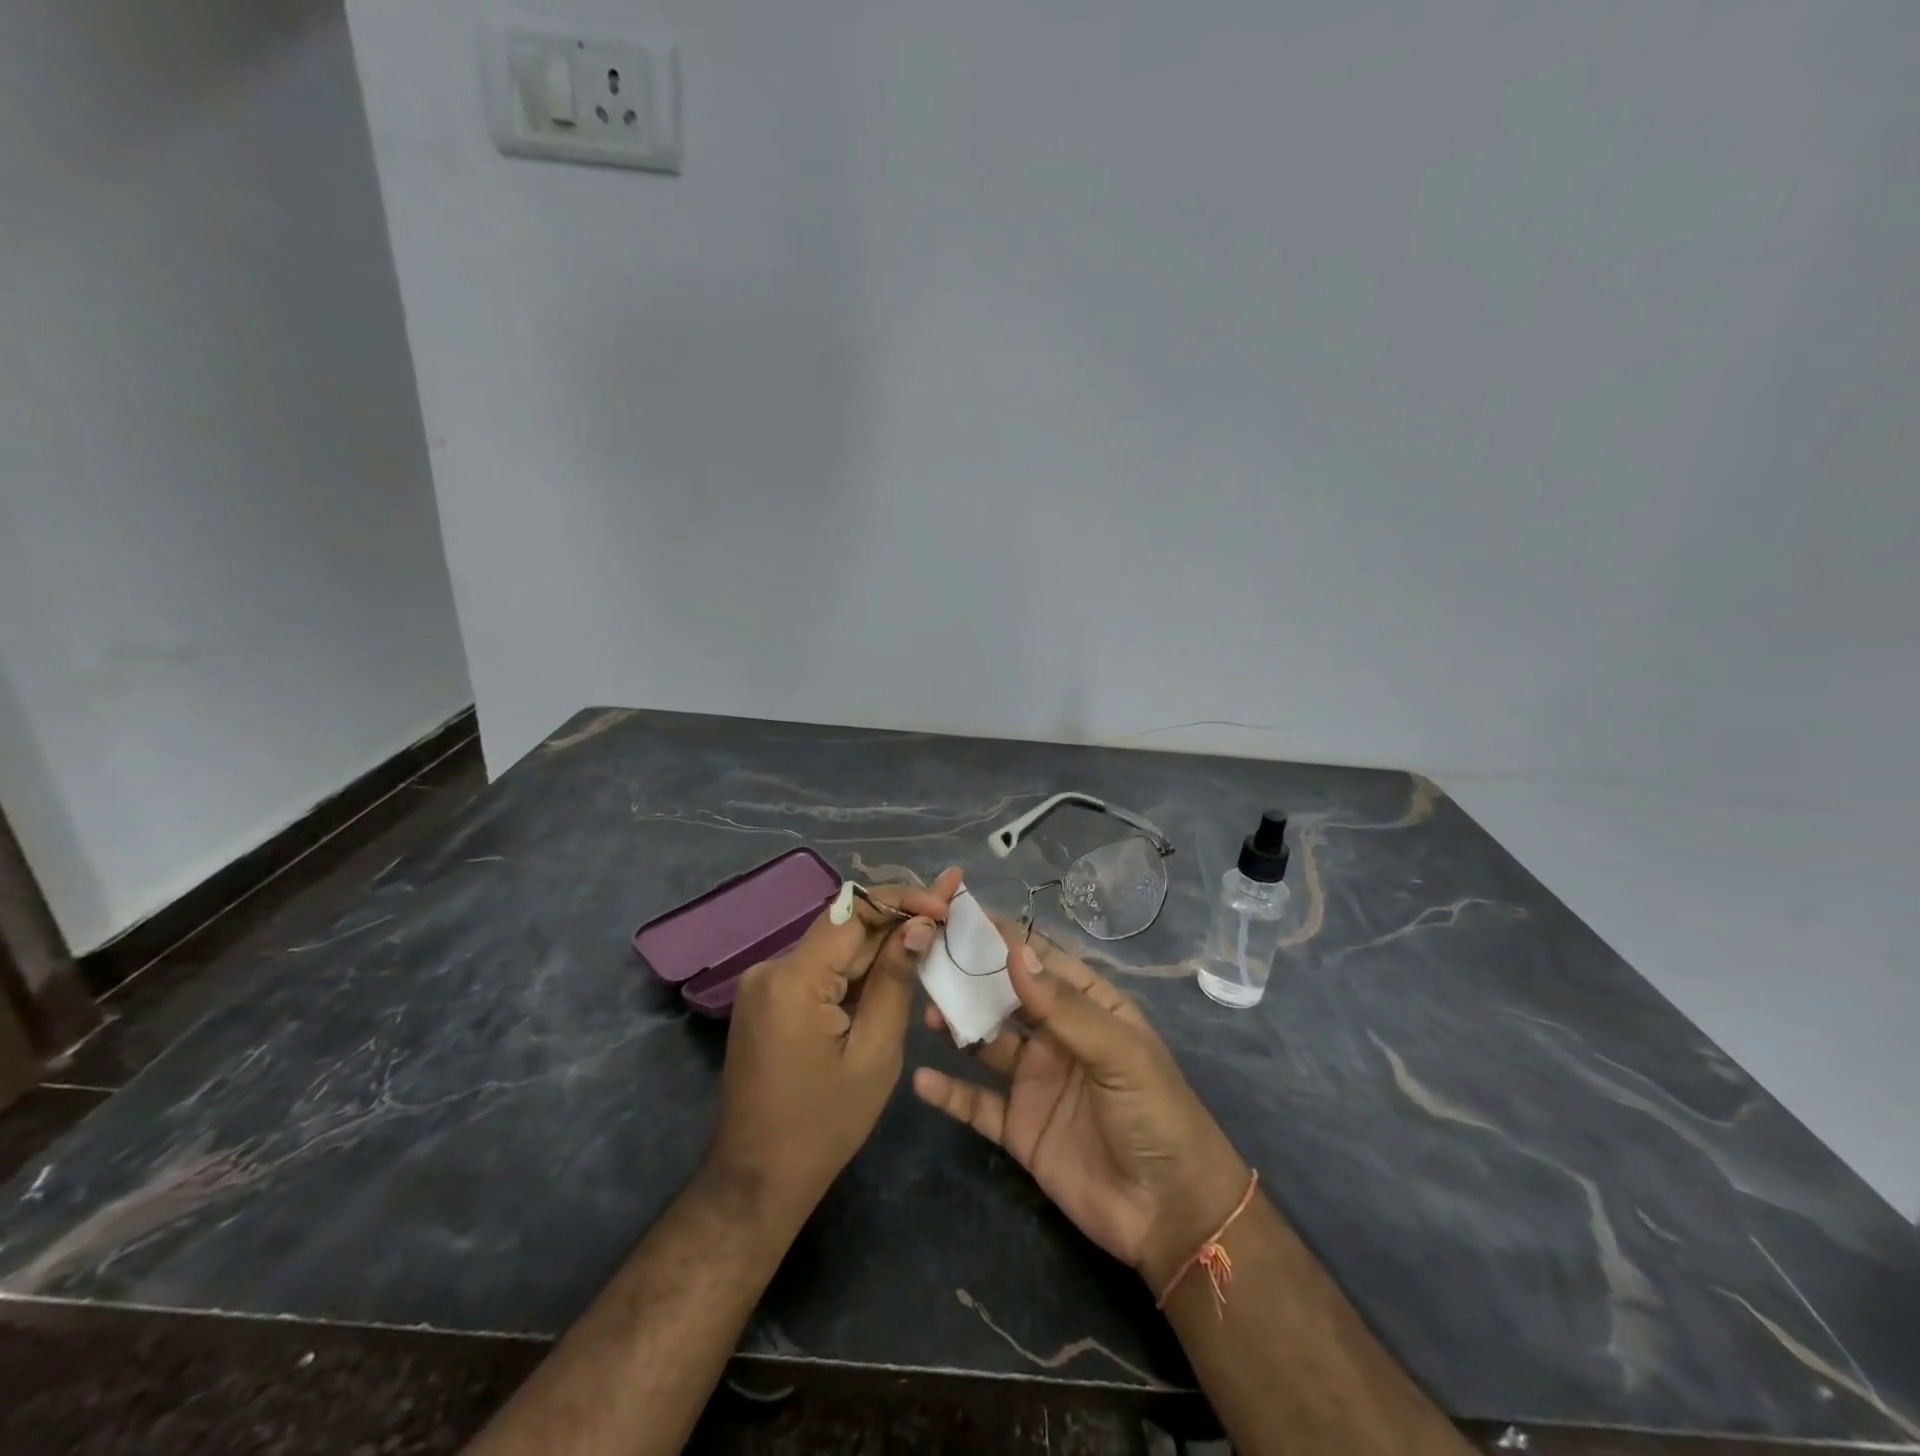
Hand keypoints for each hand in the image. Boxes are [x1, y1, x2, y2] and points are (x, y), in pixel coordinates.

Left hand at [708, 867, 962, 1226]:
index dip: (904, 899)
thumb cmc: (824, 1125)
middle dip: (899, 914)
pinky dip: (858, 964)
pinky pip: (821, 967)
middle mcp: (771, 968)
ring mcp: (764, 982)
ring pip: (835, 944)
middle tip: (949, 902)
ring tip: (933, 925)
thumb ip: (895, 981)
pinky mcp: (767, 998)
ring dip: (882, 938)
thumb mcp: (875, 1053)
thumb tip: (919, 926)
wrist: (757, 1178)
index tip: (946, 901)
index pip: (854, 912)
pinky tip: (895, 960)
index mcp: (794, 979)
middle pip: (844, 925)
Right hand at [912, 935, 1249, 1291]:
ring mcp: (1035, 1082)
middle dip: (971, 979)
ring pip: (986, 1045)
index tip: (962, 916)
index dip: (1006, 938)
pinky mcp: (1019, 1128)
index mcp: (1089, 1008)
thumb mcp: (1118, 1052)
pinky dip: (949, 1092)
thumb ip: (1064, 1006)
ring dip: (957, 1027)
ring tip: (927, 1012)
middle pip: (1006, 999)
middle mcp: (1057, 1038)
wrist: (1171, 1214)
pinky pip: (977, 1104)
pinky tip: (922, 1079)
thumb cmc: (1155, 1114)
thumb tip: (1017, 952)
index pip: (1042, 962)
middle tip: (930, 959)